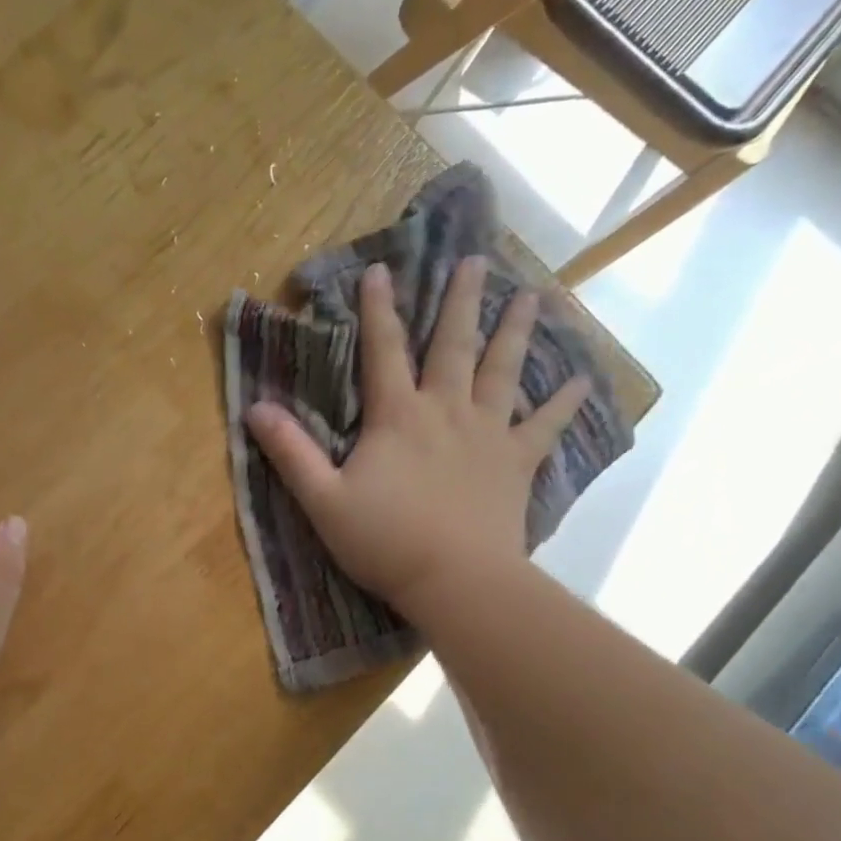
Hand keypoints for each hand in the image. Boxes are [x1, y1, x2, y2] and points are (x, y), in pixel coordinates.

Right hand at [246, 260, 589, 622]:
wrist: (456, 581)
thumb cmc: (385, 541)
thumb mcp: (323, 499)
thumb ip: (291, 452)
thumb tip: (254, 408)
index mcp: (398, 416)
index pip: (383, 351)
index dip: (377, 310)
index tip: (379, 270)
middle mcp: (447, 411)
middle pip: (455, 346)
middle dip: (461, 301)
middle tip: (476, 260)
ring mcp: (489, 434)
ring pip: (504, 372)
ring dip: (515, 332)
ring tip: (532, 295)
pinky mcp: (517, 463)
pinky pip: (547, 426)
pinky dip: (566, 402)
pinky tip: (585, 380)